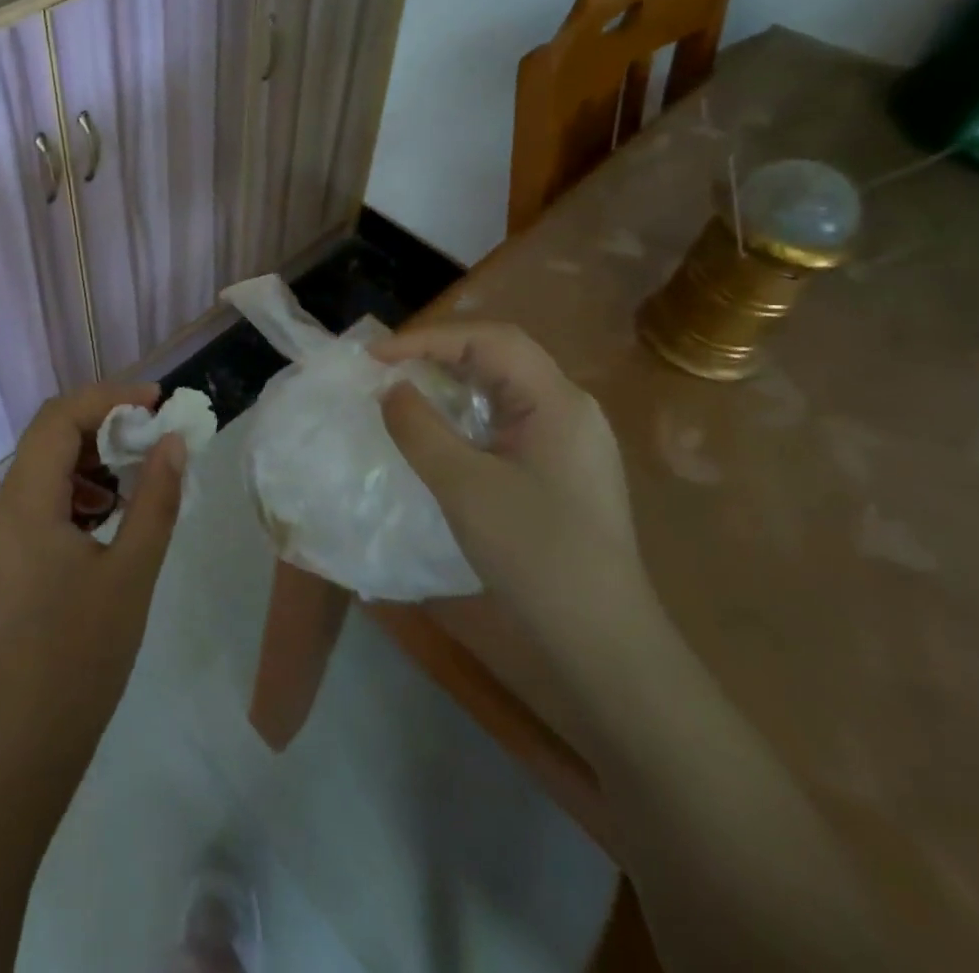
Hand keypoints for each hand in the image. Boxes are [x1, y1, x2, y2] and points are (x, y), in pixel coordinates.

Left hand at [0, 383, 185, 772]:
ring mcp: (3, 535)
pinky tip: (111, 514)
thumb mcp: (132, 573)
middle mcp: (5, 507)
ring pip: (45, 467)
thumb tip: (173, 442)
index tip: (157, 402)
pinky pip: (43, 500)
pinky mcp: (9, 558)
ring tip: (139, 472)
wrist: (22, 743)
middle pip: (49, 436)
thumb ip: (155, 500)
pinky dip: (79, 489)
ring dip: (92, 456)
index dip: (109, 397)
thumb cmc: (80, 656)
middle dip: (103, 422)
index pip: (60, 417)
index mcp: (26, 502)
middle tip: (154, 432)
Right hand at [372, 322, 647, 649]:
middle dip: (440, 352)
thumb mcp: (463, 486)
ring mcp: (572, 439)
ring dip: (454, 380)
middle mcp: (570, 408)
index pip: (489, 340)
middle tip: (387, 367)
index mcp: (557, 401)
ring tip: (406, 388)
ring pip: (505, 386)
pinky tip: (443, 429)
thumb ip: (419, 428)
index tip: (376, 358)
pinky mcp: (564, 467)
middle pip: (501, 355)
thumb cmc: (534, 554)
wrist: (602, 640)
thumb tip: (391, 389)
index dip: (427, 338)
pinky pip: (510, 417)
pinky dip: (469, 411)